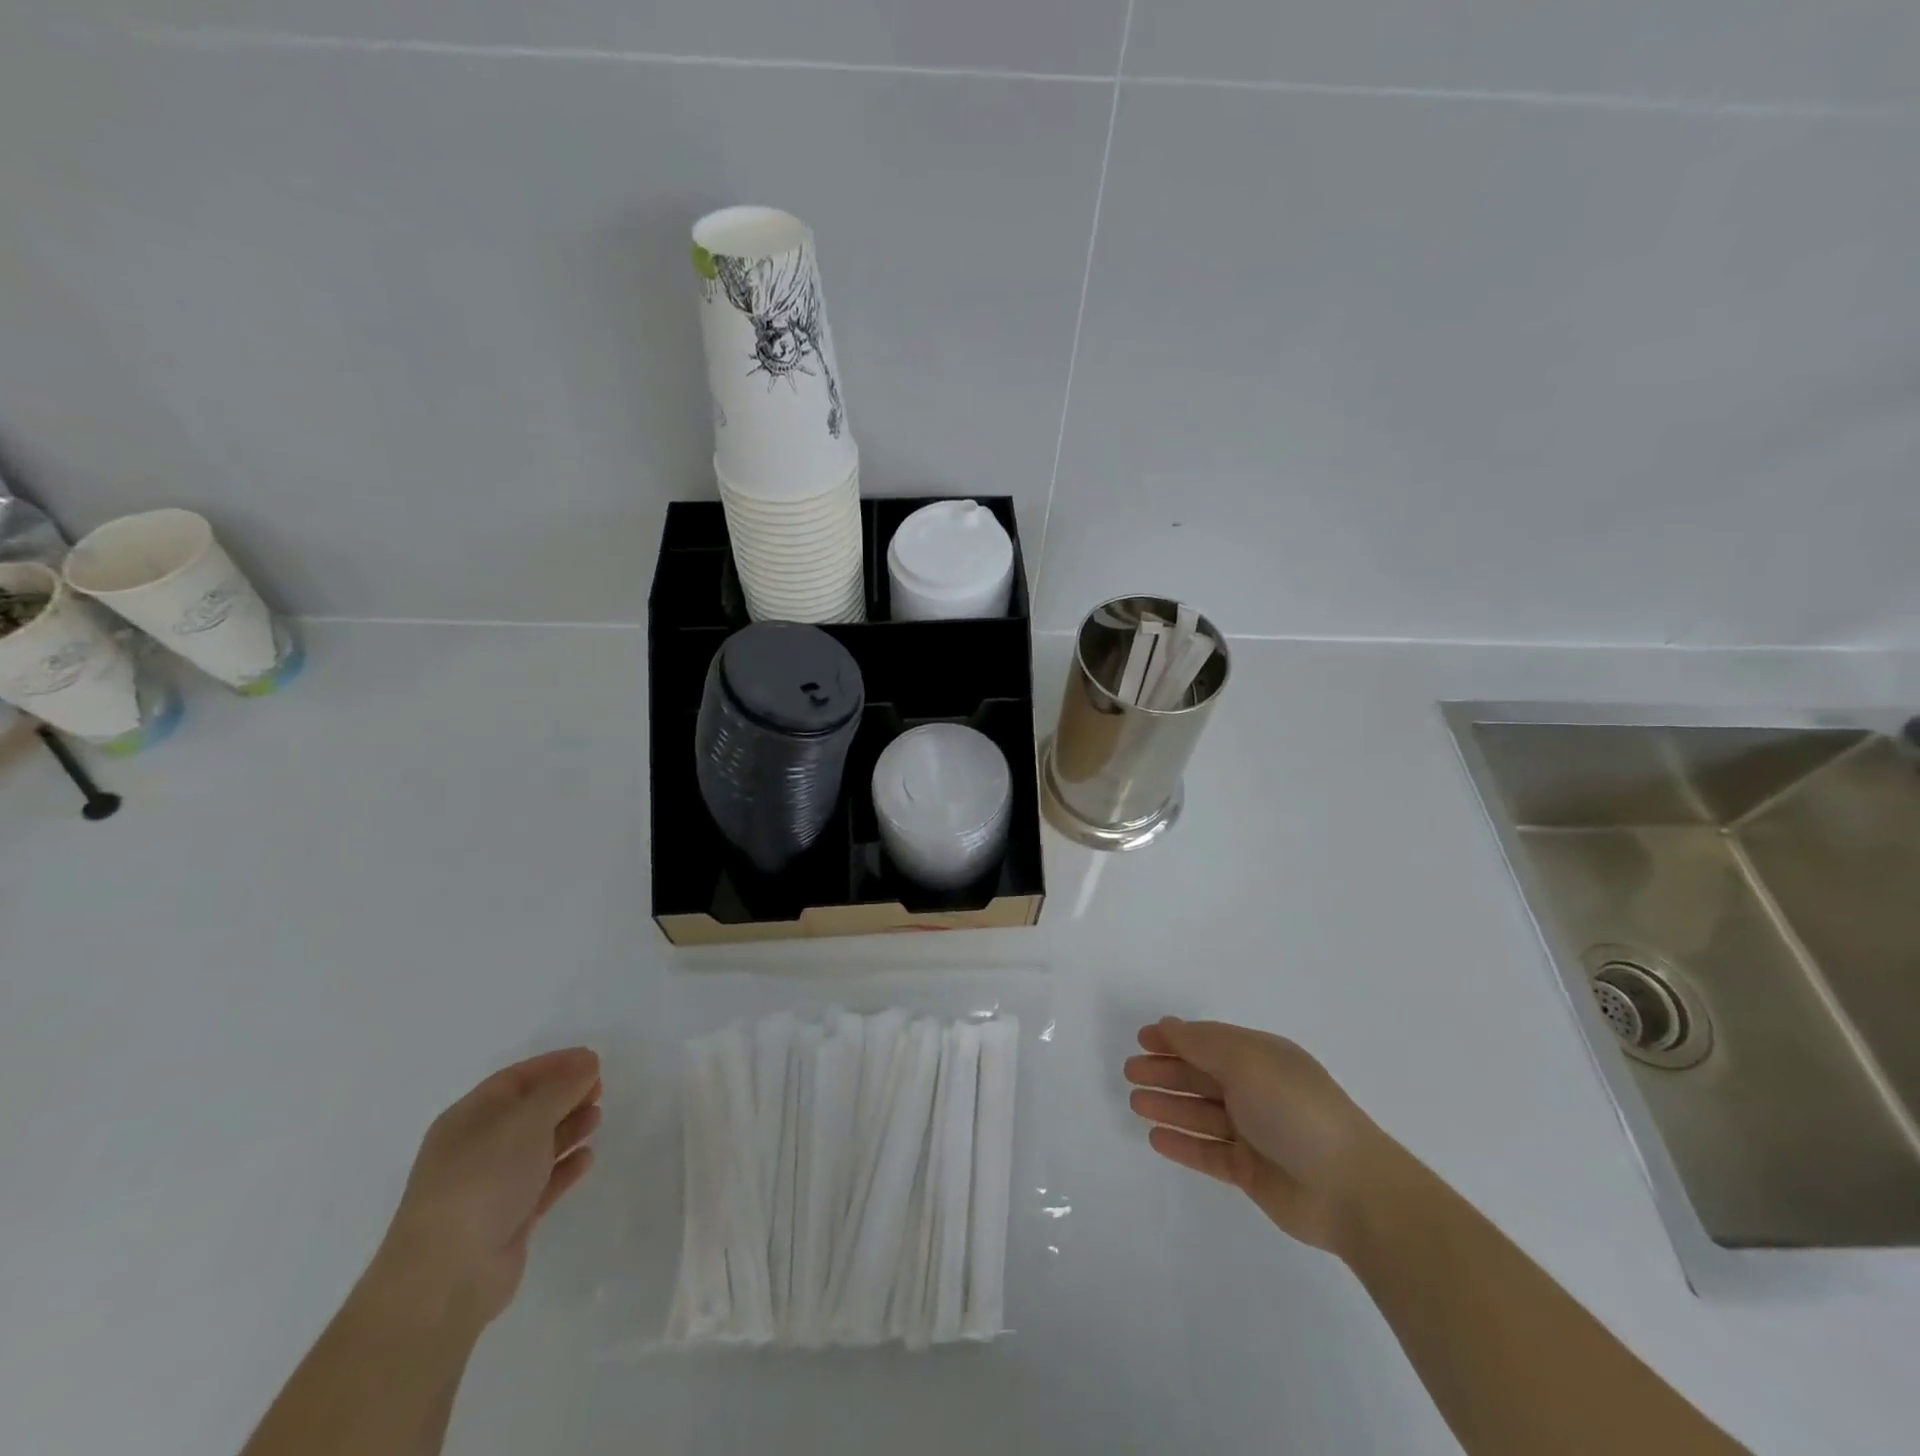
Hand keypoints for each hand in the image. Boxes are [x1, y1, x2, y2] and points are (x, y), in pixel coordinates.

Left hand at [372, 1047, 602, 1329]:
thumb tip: (587, 1063)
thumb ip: (561, 1088)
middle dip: (564, 1095)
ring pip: (536, 1146)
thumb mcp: (526, 1120)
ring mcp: (490, 1187)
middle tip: (600, 1088)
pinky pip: (542, 1183)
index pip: (515, 1079)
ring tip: (597, 1118)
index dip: (554, 1065)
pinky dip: (565, 1167)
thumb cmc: (482, 1181)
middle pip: (527, 1111)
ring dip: (568, 1128)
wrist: (447, 1277)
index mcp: (468, 1119)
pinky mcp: (507, 1220)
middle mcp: (476, 1149)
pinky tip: (588, 1158)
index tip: (593, 1059)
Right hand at [1125, 1018, 1406, 1252]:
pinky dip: (1183, 1143)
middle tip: (1129, 1071)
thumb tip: (1168, 1025)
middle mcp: (1257, 1090)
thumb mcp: (1247, 1062)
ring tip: (1135, 1102)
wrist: (1350, 1189)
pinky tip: (1156, 1138)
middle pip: (1202, 1076)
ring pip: (1201, 1114)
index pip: (1210, 1042)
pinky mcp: (1252, 1172)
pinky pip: (1208, 1152)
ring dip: (1168, 1105)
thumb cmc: (1295, 1109)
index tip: (1142, 1039)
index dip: (1176, 1039)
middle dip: (1166, 1072)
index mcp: (1261, 1058)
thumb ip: (1202, 1044)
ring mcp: (1255, 1132)